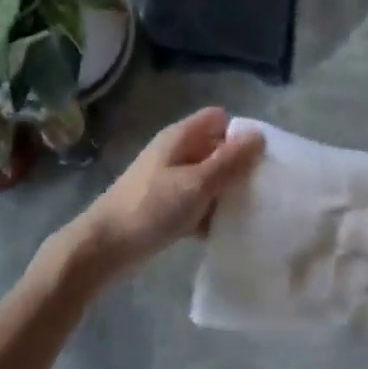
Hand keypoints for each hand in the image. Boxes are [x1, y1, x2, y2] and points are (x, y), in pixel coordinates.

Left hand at [62, 108, 263, 284]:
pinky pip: (197, 202)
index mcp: (181, 137)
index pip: (219, 119)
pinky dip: (211, 213)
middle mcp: (176, 152)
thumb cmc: (151, 208)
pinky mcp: (166, 206)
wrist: (103, 249)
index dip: (241, 132)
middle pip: (216, 148)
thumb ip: (229, 161)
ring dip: (226, 192)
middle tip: (264, 187)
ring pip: (208, 177)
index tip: (262, 157)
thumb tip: (259, 135)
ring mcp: (170, 180)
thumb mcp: (197, 184)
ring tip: (253, 211)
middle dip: (239, 165)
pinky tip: (228, 232)